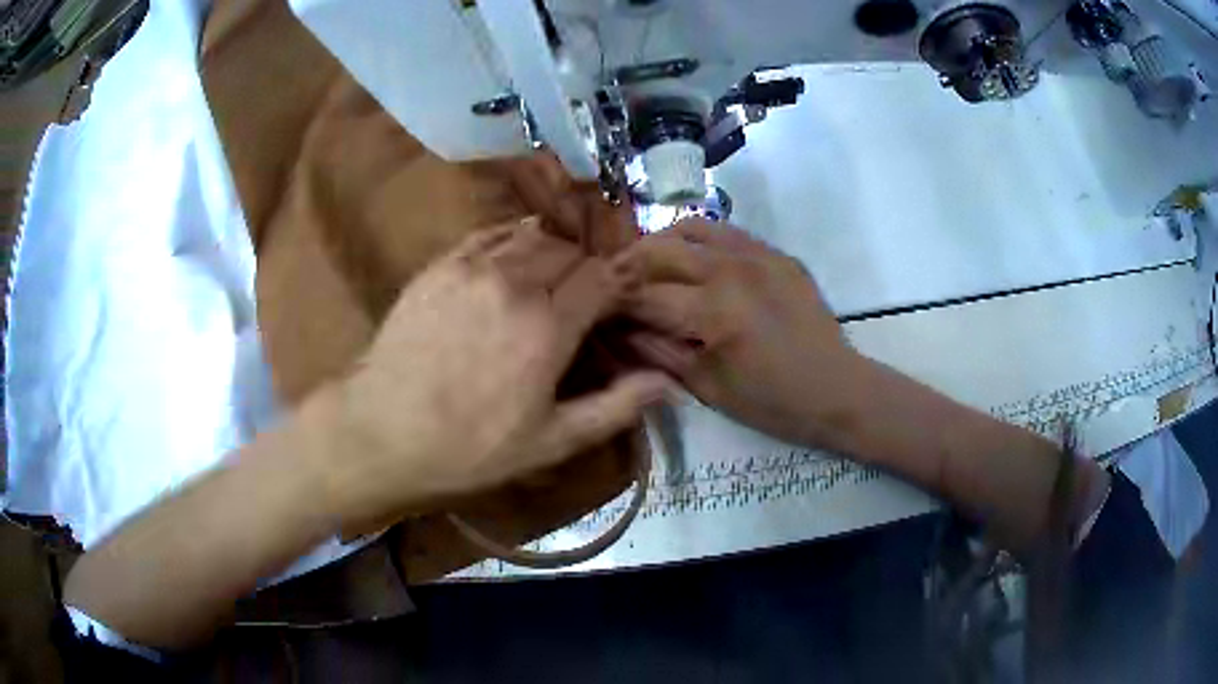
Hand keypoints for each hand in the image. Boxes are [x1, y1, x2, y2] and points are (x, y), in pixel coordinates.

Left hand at [308, 220, 671, 530]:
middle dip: (588, 269)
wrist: (380, 432)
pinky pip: (490, 235)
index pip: (605, 276)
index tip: (623, 301)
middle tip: (586, 299)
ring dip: (553, 253)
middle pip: (572, 250)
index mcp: (548, 325)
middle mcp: (515, 281)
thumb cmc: (468, 448)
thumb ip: (615, 407)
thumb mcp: (550, 442)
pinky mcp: (441, 264)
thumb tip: (668, 383)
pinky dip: (513, 242)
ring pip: (533, 235)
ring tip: (550, 281)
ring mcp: (472, 266)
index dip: (622, 283)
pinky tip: (511, 266)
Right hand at [618, 218, 862, 447]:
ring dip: (661, 242)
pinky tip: (693, 263)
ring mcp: (758, 254)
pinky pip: (726, 232)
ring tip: (649, 264)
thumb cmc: (772, 403)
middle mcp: (731, 269)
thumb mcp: (706, 387)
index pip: (642, 295)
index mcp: (713, 311)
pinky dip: (698, 241)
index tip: (592, 308)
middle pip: (659, 249)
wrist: (838, 390)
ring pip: (691, 227)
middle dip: (626, 264)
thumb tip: (615, 331)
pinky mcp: (776, 253)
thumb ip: (656, 352)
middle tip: (611, 284)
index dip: (610, 303)